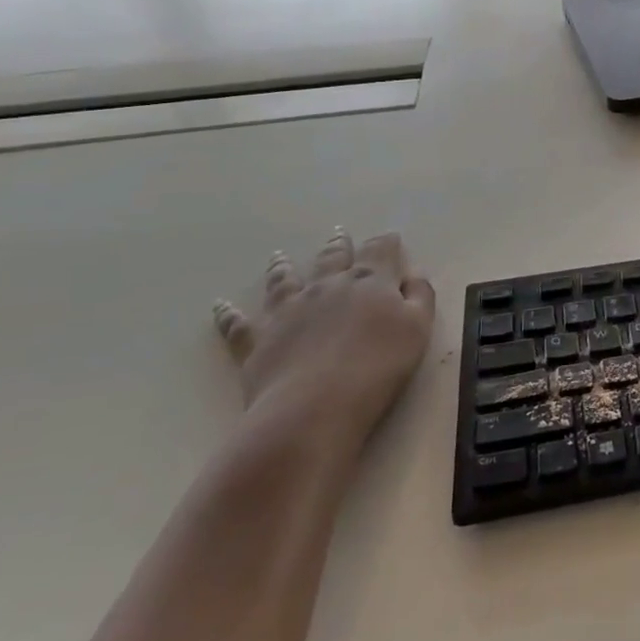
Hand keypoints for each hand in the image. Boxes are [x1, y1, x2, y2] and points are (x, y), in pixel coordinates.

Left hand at [212, 229, 434, 443]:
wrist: (316, 406)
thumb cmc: (378, 366)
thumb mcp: (418, 328)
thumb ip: (419, 296)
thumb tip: (412, 274)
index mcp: (369, 282)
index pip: (380, 252)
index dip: (386, 242)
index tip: (391, 237)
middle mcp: (326, 287)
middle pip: (332, 259)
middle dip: (338, 245)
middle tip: (338, 234)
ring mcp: (288, 311)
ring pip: (283, 280)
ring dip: (282, 266)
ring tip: (279, 256)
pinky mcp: (257, 340)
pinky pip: (237, 323)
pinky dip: (228, 313)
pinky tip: (220, 305)